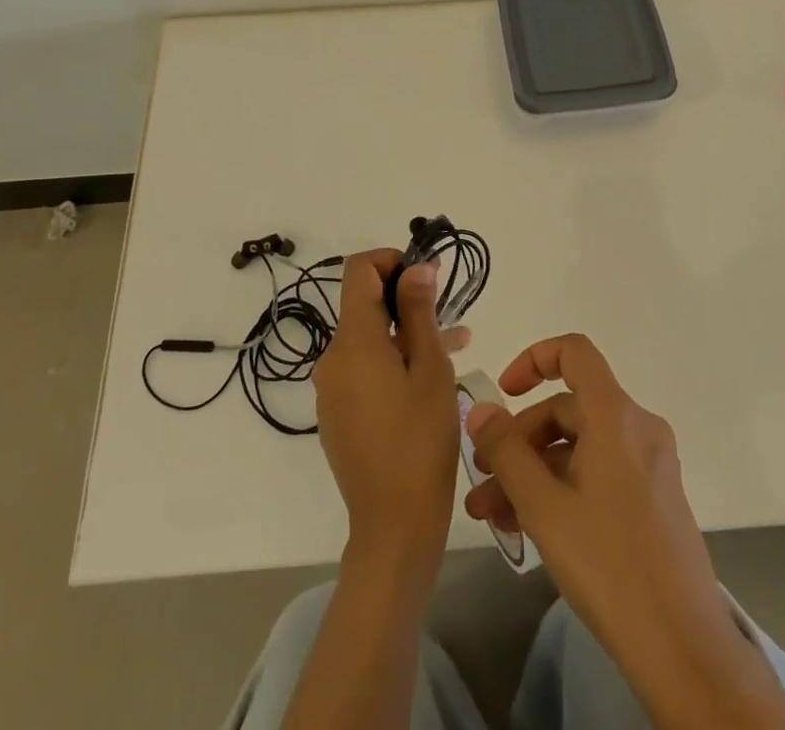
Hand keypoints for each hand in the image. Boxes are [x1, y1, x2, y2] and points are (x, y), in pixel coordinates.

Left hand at [312, 250, 462, 580]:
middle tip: (450, 315)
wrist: (393, 525)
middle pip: (364, 305)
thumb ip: (420, 311)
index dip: (391, 260)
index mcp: (352, 341)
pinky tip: (428, 380)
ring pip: (368, 340)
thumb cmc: (420, 440)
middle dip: (406, 301)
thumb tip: (416, 267)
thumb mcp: (430, 369)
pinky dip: (392, 362)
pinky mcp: (337, 414)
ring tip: (453, 346)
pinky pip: (363, 370)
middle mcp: (332, 358)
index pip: (358, 270)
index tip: (426, 275)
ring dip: (405, 334)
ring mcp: (331, 389)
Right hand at [464, 334, 731, 656]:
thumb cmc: (609, 564)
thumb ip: (507, 451)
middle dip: (519, 440)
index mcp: (616, 415)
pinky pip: (598, 473)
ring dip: (533, 472)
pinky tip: (527, 528)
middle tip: (482, 479)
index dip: (534, 359)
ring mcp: (649, 465)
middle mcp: (638, 428)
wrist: (684, 649)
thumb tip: (481, 410)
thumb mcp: (544, 506)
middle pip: (568, 409)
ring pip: (579, 448)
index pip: (574, 352)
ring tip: (492, 515)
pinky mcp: (653, 498)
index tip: (504, 393)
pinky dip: (562, 488)